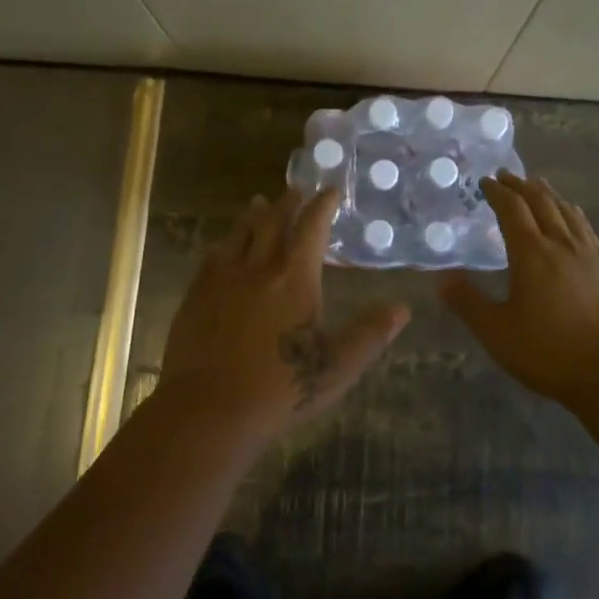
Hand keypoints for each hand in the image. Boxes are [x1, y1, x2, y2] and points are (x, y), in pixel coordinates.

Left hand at [160, 188, 410, 442]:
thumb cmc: (281, 387)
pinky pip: (210, 260)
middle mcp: (258, 268)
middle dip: (287, 203)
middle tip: (295, 189)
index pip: (312, 227)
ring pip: (239, 235)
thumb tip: (402, 307)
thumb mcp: (338, 365)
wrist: (209, 410)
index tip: (330, 190)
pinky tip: (219, 249)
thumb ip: (370, 333)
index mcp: (295, 278)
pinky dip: (221, 246)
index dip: (323, 205)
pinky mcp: (196, 297)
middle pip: (272, 222)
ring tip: (257, 203)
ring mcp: (222, 280)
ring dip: (252, 216)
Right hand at [440, 171, 598, 408]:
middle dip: (522, 186)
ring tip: (540, 187)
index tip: (486, 181)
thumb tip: (441, 279)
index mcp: (532, 253)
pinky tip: (575, 221)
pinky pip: (588, 230)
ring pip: (569, 212)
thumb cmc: (550, 352)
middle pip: (542, 202)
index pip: (512, 209)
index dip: (498, 192)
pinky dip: (574, 216)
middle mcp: (563, 244)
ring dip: (550, 195)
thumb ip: (468, 303)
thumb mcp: (498, 333)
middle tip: (508, 175)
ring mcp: (593, 255)